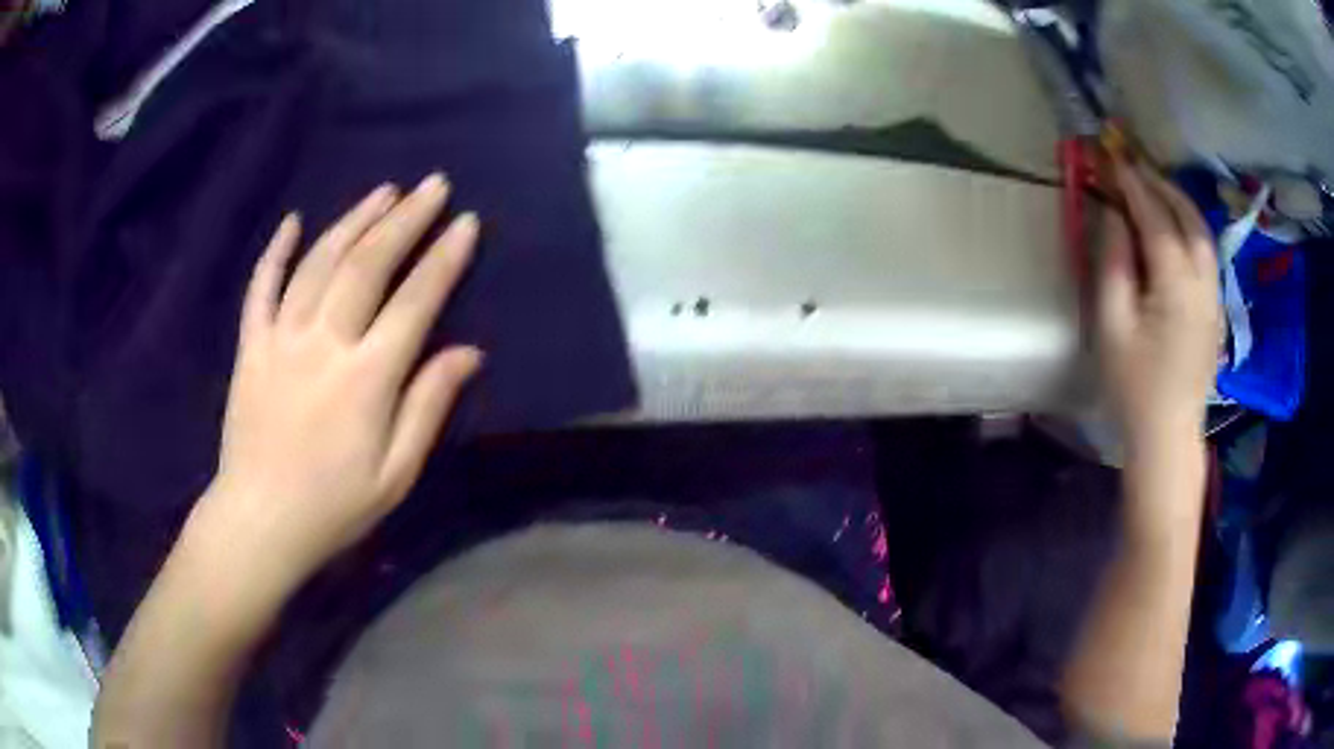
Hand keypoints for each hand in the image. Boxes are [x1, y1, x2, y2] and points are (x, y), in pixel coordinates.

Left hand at [192, 174, 481, 593]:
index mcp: (366, 378)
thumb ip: (428, 406)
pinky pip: (261, 288)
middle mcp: (324, 343)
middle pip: (367, 265)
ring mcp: (281, 339)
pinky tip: (292, 221)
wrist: (259, 521)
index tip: (466, 222)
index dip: (443, 258)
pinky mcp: (251, 347)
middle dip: (404, 220)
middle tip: (432, 185)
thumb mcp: (396, 474)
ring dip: (353, 221)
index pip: (414, 301)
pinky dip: (276, 251)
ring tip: (383, 192)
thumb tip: (469, 353)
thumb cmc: (334, 507)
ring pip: (319, 262)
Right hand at [1097, 162, 1219, 448]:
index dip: (1130, 180)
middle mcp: (1202, 279)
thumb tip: (1113, 213)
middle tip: (1128, 163)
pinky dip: (1189, 223)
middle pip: (1185, 213)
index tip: (1108, 153)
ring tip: (1151, 184)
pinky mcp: (1216, 307)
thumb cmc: (1133, 385)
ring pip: (1201, 229)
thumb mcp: (1112, 323)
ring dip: (1176, 199)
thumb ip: (1113, 261)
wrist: (1167, 435)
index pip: (1154, 213)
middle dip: (1156, 181)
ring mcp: (1214, 293)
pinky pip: (1206, 249)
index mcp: (1175, 281)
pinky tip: (1174, 223)